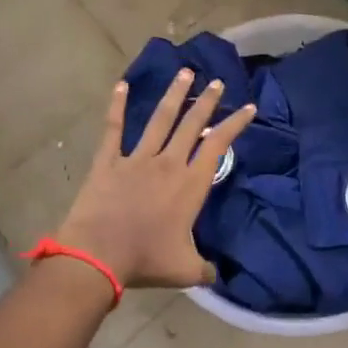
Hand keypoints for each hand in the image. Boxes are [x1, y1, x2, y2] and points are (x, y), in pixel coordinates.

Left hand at [53, 70, 255, 289]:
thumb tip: (216, 275)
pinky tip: (121, 85)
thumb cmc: (146, 260)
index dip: (235, 124)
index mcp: (190, 185)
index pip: (218, 146)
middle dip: (207, 101)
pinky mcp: (108, 162)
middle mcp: (168, 164)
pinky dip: (117, 106)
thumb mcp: (185, 270)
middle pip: (192, 124)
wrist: (98, 256)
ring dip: (174, 95)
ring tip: (185, 72)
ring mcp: (136, 159)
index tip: (248, 107)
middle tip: (217, 81)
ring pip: (160, 119)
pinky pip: (114, 129)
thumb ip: (205, 269)